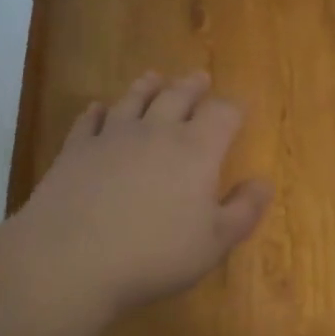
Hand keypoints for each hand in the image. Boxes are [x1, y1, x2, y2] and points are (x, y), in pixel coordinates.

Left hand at [7, 72, 272, 316]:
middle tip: (199, 77)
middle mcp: (156, 131)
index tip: (239, 109)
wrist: (70, 259)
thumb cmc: (154, 254)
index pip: (222, 114)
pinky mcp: (76, 149)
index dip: (233, 109)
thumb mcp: (214, 243)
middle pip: (178, 96)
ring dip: (147, 86)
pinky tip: (98, 108)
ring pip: (134, 99)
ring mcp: (112, 136)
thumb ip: (244, 210)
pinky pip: (89, 121)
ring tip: (155, 77)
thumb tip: (264, 181)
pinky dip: (96, 111)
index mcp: (196, 150)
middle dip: (192, 86)